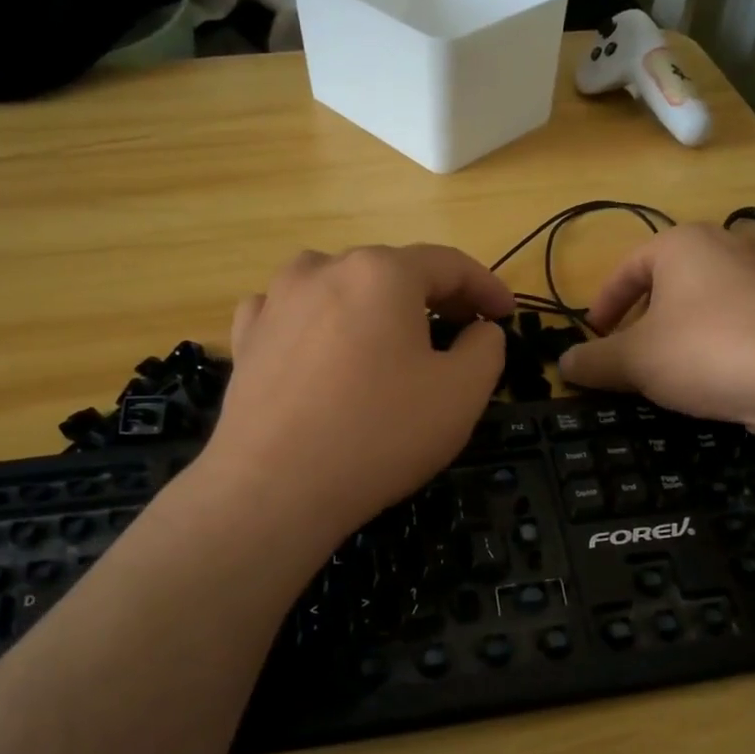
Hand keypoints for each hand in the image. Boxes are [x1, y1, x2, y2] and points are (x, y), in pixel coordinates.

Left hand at [203, 245, 512, 539]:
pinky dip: (321, 323)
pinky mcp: (247, 336)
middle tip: (459, 333)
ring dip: (374, 306)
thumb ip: (486, 348)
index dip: (486, 288)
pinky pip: (294, 313)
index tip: (506, 315)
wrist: (273, 488)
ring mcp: (277, 300)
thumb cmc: (379, 434)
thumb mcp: (462, 393)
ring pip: (341, 286)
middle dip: (433, 298)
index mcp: (383, 273)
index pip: (449, 265)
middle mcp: (325, 268)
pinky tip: (325, 350)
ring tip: (390, 340)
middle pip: (394, 272)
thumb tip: (478, 330)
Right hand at [559, 224, 754, 429]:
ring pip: (706, 302)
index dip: (604, 304)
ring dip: (681, 332)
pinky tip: (717, 376)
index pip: (628, 268)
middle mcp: (728, 246)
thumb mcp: (635, 360)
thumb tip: (564, 363)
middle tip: (629, 354)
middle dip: (643, 319)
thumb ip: (594, 360)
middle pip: (669, 282)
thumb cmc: (705, 350)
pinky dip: (719, 343)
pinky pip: (742, 321)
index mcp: (682, 243)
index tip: (594, 335)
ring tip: (671, 369)